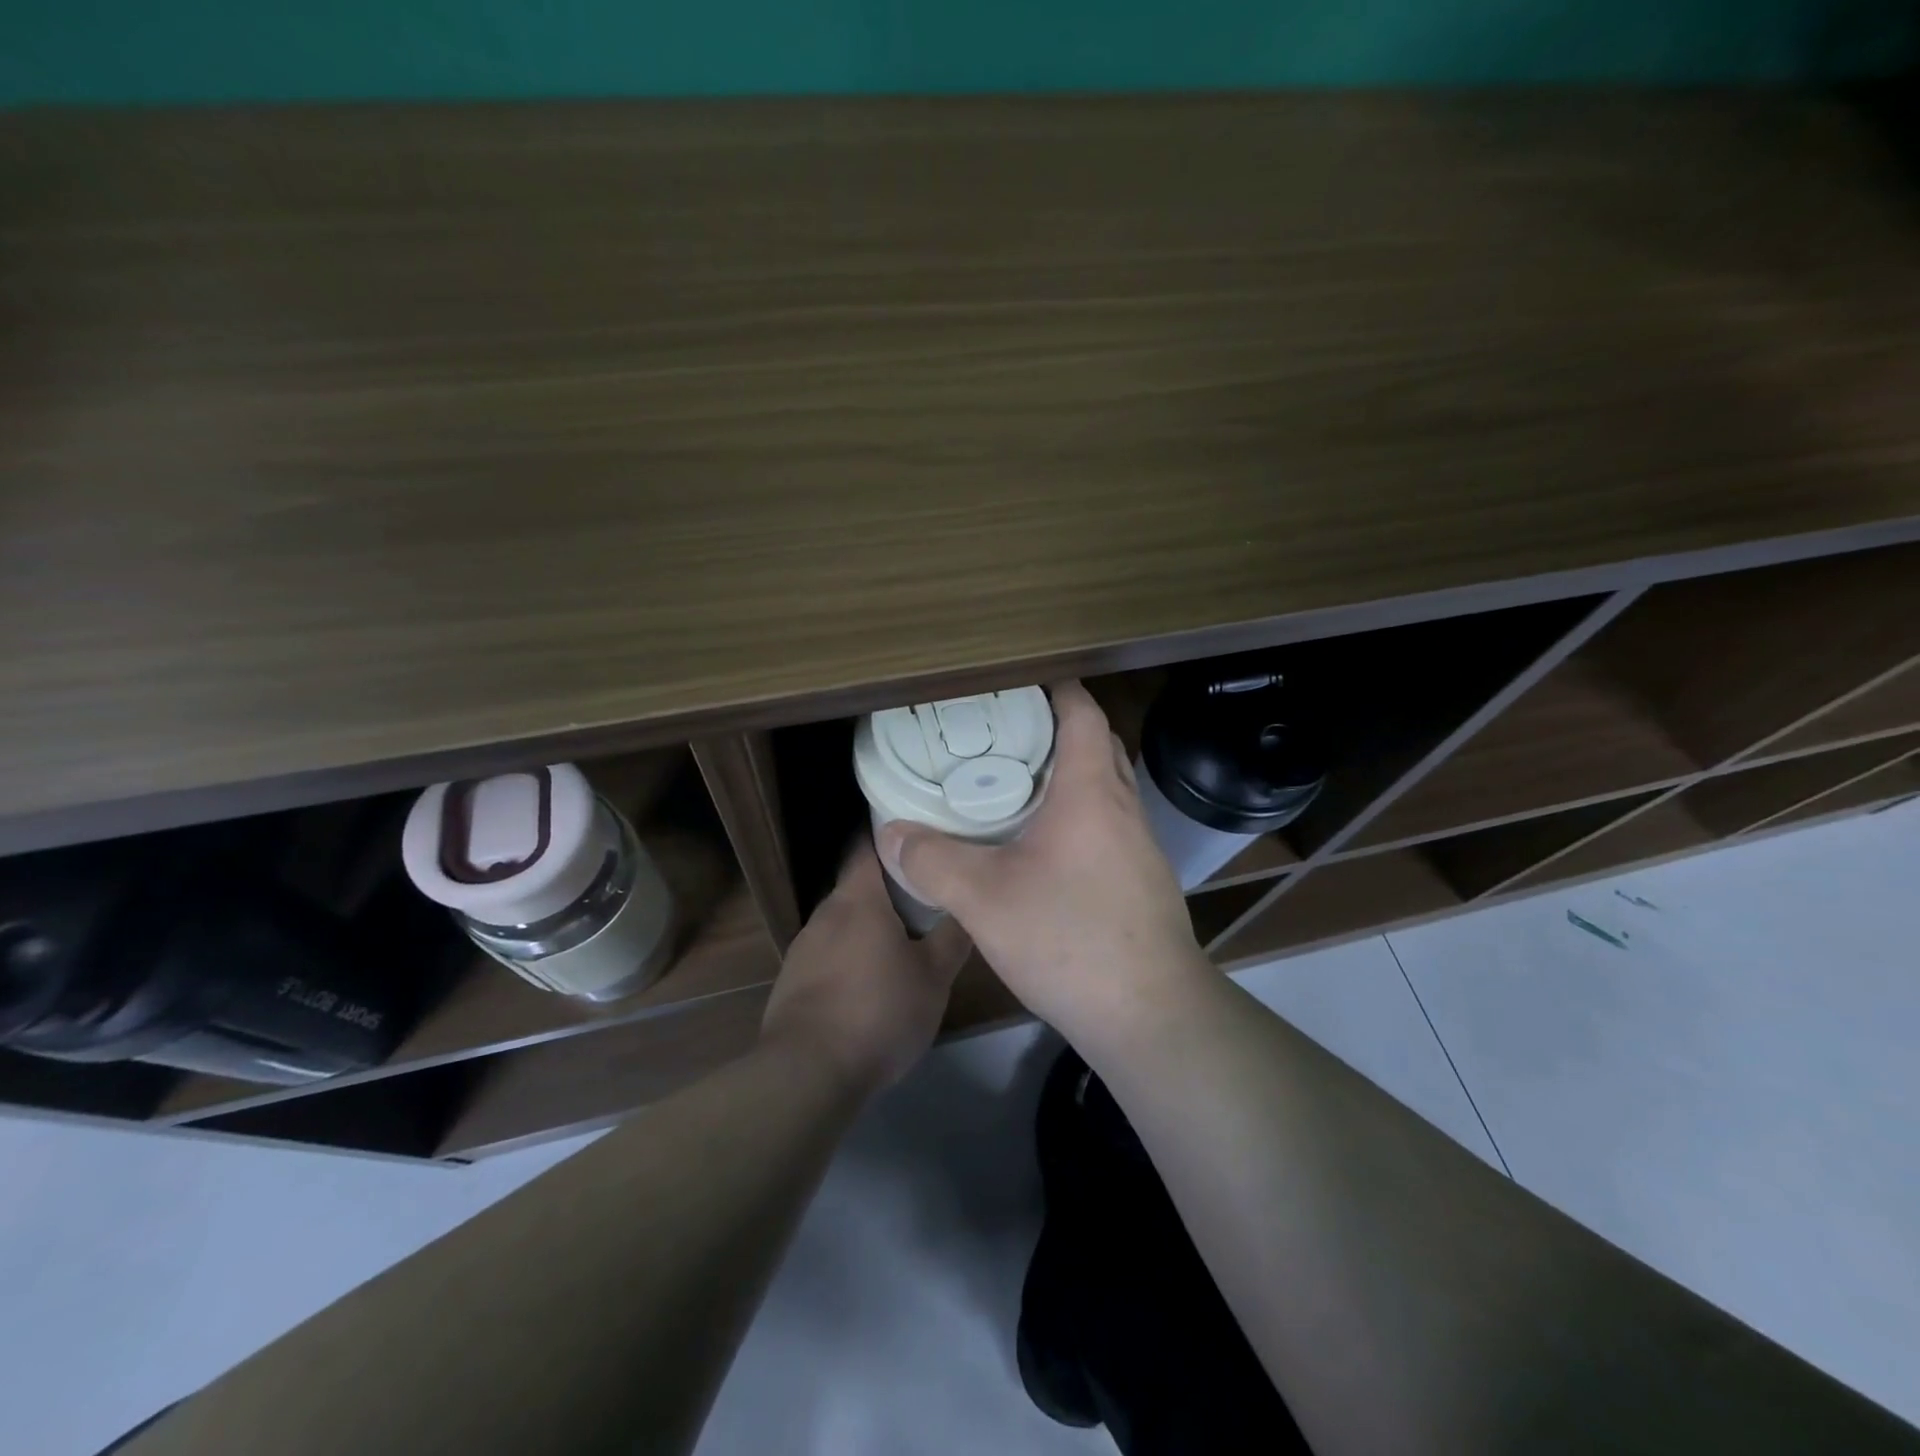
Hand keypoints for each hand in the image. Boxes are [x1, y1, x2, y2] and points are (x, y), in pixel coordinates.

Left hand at [760, 840, 971, 1094]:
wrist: (807, 1073)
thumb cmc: (878, 1011)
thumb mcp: (934, 977)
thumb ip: (953, 936)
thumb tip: (967, 905)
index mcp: (858, 899)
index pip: (868, 844)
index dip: (892, 836)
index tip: (919, 835)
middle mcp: (825, 913)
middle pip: (858, 886)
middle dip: (889, 888)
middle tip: (925, 895)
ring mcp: (803, 947)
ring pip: (844, 922)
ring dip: (869, 926)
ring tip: (902, 940)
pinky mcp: (792, 981)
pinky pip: (828, 954)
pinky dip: (850, 957)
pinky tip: (868, 984)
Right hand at [876, 680, 1210, 1045]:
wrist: (1150, 1014)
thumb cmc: (1070, 939)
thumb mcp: (984, 899)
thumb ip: (932, 861)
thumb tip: (890, 833)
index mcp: (1091, 791)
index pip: (1083, 713)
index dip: (1056, 688)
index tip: (1019, 683)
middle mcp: (1124, 807)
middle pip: (1098, 745)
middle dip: (1059, 729)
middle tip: (1007, 734)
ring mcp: (1141, 847)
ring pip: (1106, 788)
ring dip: (1070, 776)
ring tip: (1017, 786)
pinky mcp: (1142, 881)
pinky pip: (1109, 826)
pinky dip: (1079, 816)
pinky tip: (1043, 848)